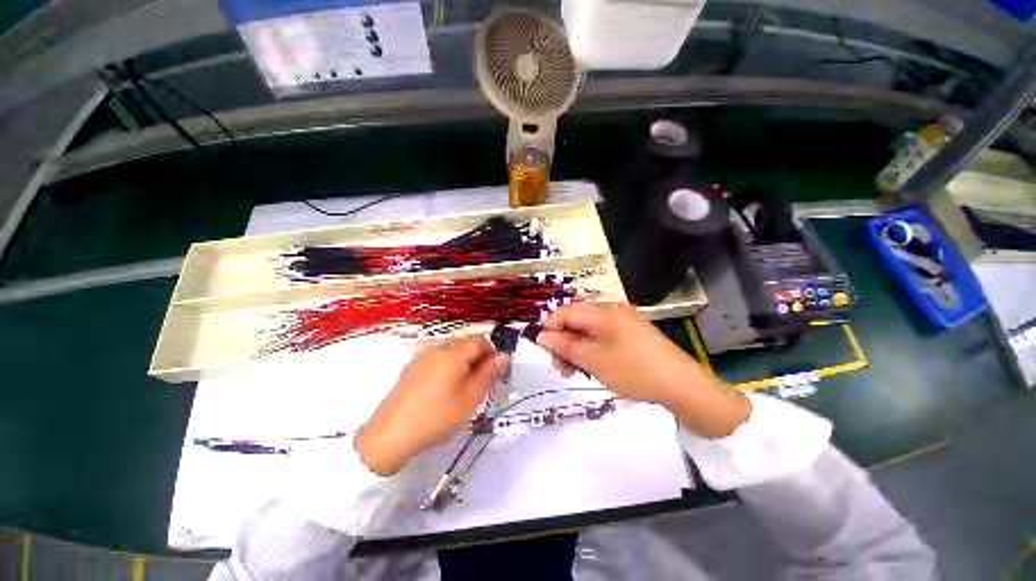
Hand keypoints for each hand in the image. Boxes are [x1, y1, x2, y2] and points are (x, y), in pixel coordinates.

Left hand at [356, 336, 508, 475]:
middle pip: (465, 343)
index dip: (492, 352)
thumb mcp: (470, 397)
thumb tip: (503, 356)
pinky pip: (436, 360)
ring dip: (463, 362)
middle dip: (477, 357)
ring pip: (450, 352)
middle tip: (481, 382)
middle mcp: (437, 349)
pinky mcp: (411, 369)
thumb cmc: (437, 415)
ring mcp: (421, 358)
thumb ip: (489, 373)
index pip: (480, 340)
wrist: (390, 435)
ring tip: (463, 387)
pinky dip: (447, 367)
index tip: (495, 371)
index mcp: (454, 353)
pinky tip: (442, 390)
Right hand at [536, 302, 749, 437]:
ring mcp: (623, 320)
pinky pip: (603, 334)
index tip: (546, 351)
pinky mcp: (631, 331)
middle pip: (576, 319)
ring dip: (577, 346)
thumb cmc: (633, 370)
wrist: (680, 384)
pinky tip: (593, 364)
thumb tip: (541, 336)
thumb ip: (564, 346)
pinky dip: (592, 347)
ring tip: (575, 369)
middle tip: (561, 366)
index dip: (551, 329)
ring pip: (588, 328)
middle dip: (563, 341)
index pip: (565, 312)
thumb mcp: (593, 360)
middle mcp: (612, 310)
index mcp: (602, 312)